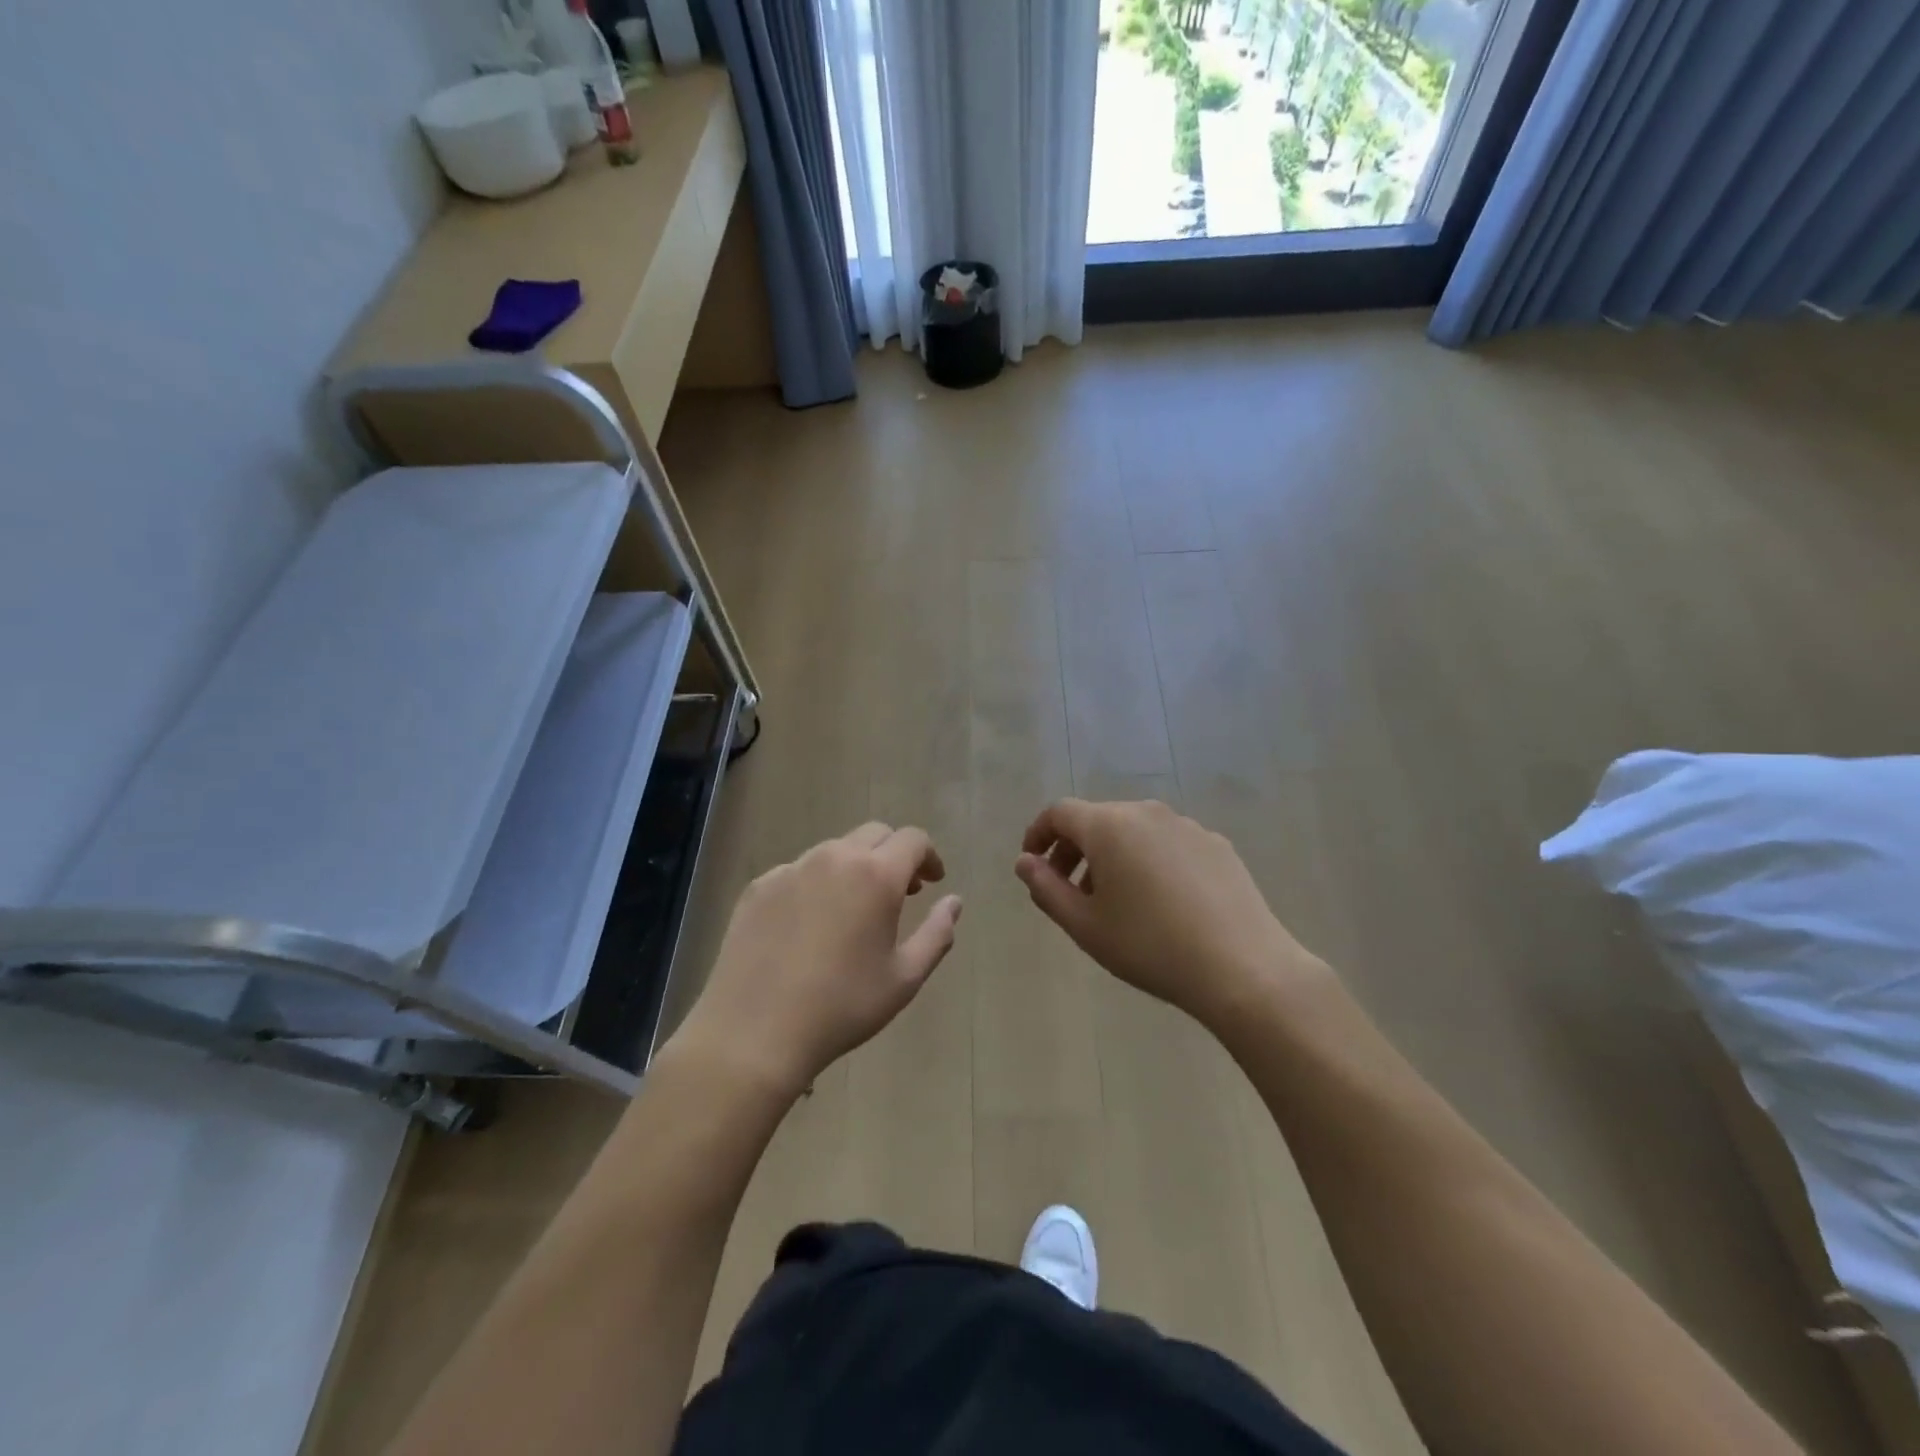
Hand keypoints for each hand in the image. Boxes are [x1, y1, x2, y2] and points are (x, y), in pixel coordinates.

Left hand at [670, 823, 961, 1099]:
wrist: (754, 1032)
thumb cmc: (842, 1007)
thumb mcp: (905, 978)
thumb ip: (937, 933)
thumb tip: (954, 901)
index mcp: (876, 875)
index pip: (913, 839)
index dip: (929, 856)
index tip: (932, 882)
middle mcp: (834, 858)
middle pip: (874, 833)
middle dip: (893, 854)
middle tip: (901, 893)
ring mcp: (791, 868)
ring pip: (834, 850)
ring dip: (855, 867)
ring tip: (854, 910)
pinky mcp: (759, 887)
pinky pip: (798, 871)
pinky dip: (816, 884)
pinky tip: (809, 925)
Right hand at [1015, 799, 1317, 1026]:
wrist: (1243, 968)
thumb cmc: (1150, 946)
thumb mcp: (1085, 926)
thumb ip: (1046, 889)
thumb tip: (1026, 862)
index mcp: (1109, 826)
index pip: (1059, 812)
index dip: (1038, 834)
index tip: (1033, 864)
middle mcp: (1147, 813)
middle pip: (1097, 819)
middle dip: (1074, 849)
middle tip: (1068, 891)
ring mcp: (1187, 826)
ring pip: (1134, 831)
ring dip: (1112, 857)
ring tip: (1114, 902)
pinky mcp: (1217, 845)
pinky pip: (1167, 843)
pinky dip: (1149, 861)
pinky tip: (1161, 904)